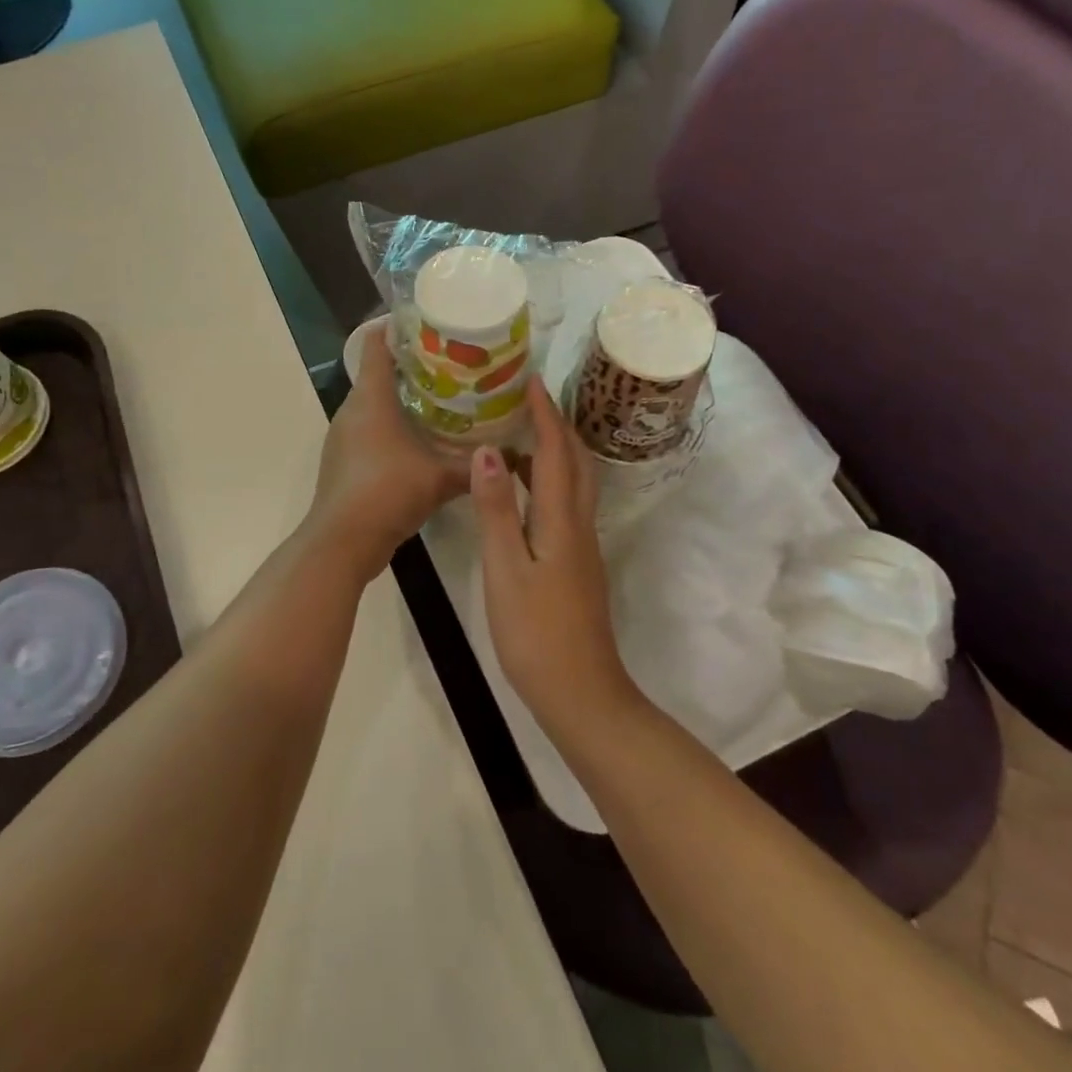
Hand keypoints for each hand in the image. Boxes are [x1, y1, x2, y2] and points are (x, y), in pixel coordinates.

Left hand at [305, 329, 468, 582]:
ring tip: (446, 399)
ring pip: (376, 403)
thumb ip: (476, 465)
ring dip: (405, 398)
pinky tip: (424, 441)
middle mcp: (353, 409)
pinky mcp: (346, 460)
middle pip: (380, 372)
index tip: (430, 322)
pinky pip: (372, 429)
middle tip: (454, 364)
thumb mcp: (440, 477)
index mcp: (371, 398)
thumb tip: (517, 455)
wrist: (342, 543)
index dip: (397, 326)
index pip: (375, 344)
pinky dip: (395, 426)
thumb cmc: (387, 493)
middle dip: (414, 364)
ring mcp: (345, 436)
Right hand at [470, 383, 636, 737]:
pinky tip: (519, 491)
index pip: (555, 450)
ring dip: (552, 451)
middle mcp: (579, 523)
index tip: (528, 379)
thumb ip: (496, 509)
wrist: (581, 693)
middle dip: (555, 423)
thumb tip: (489, 450)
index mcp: (562, 519)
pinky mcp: (577, 562)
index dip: (544, 413)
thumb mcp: (506, 570)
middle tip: (524, 399)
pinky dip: (546, 481)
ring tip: (515, 435)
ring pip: (573, 482)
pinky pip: (565, 503)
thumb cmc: (536, 633)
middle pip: (574, 459)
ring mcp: (582, 544)